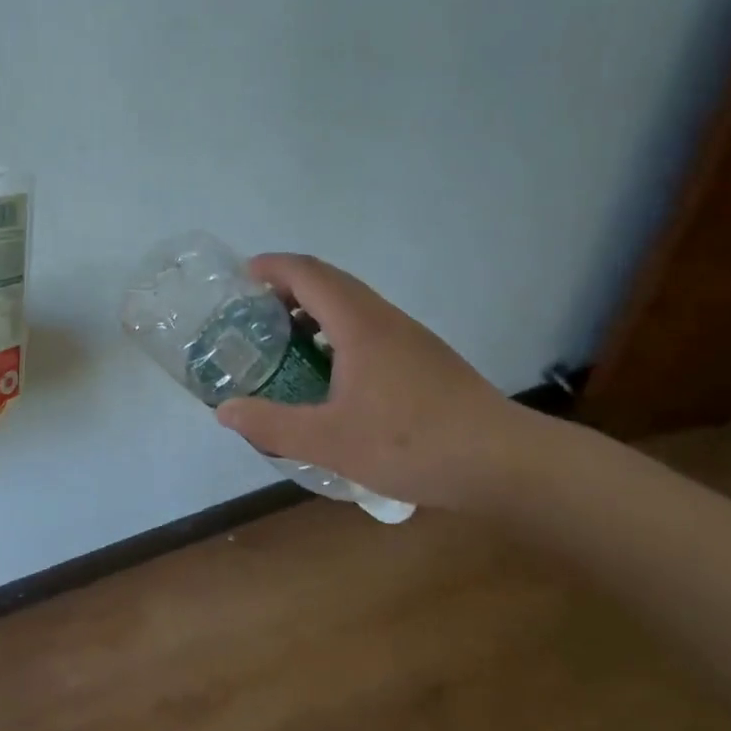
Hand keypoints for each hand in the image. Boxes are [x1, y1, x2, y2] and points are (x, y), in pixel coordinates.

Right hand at [216, 253, 540, 511]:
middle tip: (254, 313)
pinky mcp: (423, 356)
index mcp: (358, 323)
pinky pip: (368, 324)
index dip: (270, 267)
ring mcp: (408, 335)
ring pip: (351, 302)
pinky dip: (337, 329)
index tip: (240, 279)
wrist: (506, 463)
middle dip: (286, 286)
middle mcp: (383, 317)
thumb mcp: (331, 441)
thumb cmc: (413, 443)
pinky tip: (332, 373)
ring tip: (286, 341)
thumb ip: (273, 424)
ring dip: (313, 308)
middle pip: (328, 280)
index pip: (306, 272)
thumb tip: (225, 411)